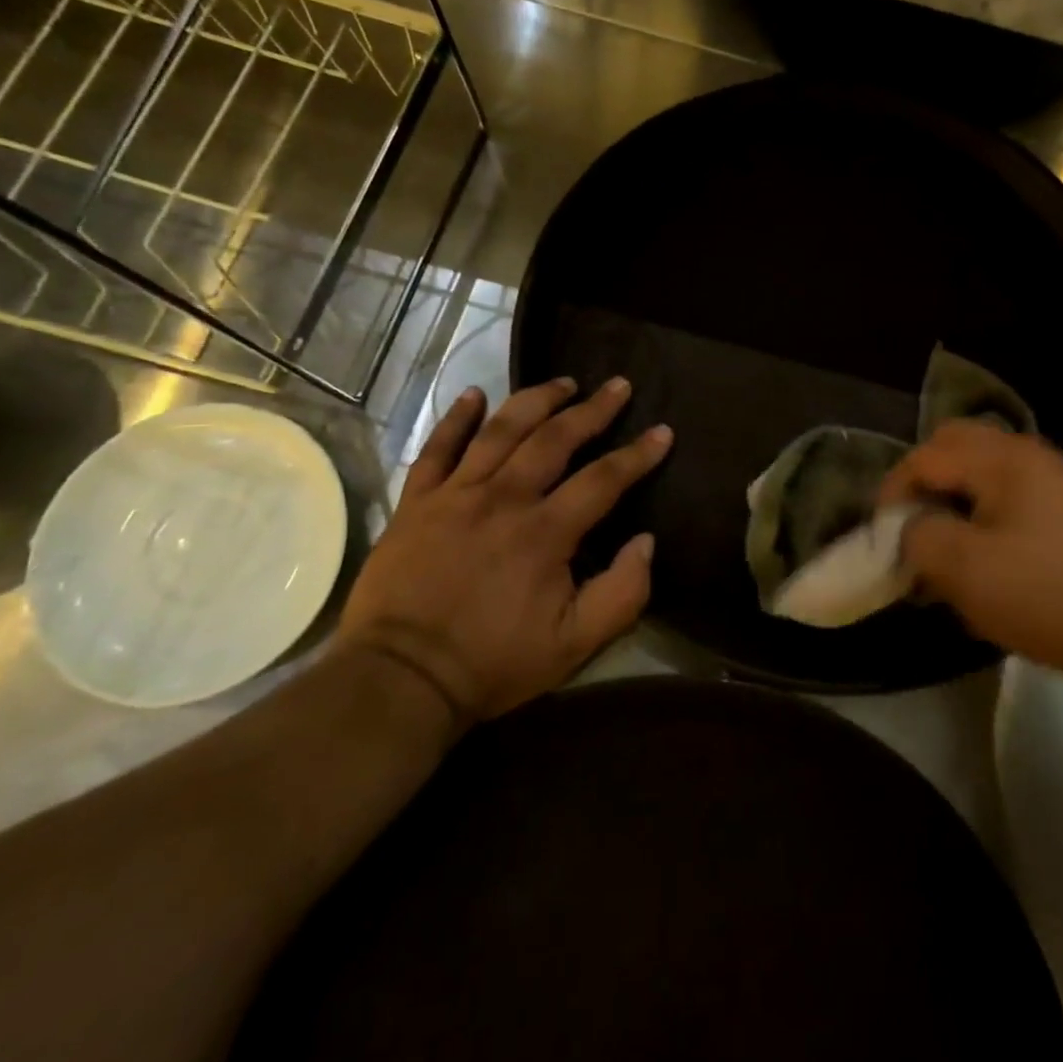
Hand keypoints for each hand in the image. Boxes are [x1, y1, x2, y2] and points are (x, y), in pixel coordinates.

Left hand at [334, 377, 671, 724]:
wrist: (399, 679)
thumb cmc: (491, 663)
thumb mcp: (573, 645)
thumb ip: (622, 594)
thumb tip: (646, 542)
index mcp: (545, 532)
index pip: (604, 479)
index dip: (638, 454)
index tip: (663, 431)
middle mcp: (504, 498)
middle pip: (555, 438)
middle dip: (593, 409)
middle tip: (618, 385)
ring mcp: (456, 494)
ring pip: (501, 430)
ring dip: (536, 400)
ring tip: (563, 382)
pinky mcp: (417, 502)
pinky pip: (437, 447)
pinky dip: (457, 418)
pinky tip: (475, 394)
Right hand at [878, 421, 1062, 676]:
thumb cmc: (1042, 593)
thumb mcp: (962, 567)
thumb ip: (917, 535)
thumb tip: (909, 528)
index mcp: (1003, 458)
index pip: (927, 456)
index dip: (894, 491)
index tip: (881, 535)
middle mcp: (1029, 455)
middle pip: (955, 448)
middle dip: (923, 484)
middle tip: (910, 527)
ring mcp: (1054, 482)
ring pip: (981, 474)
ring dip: (952, 502)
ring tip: (942, 551)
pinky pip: (1008, 498)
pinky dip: (981, 518)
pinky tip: (981, 563)